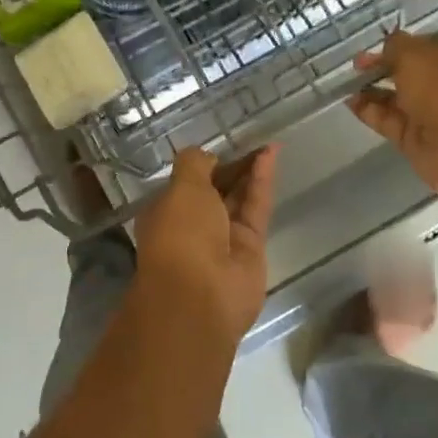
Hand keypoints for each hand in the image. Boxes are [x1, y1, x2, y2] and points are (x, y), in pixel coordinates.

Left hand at [132, 146, 279, 346]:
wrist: (200, 295)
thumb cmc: (180, 234)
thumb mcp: (181, 187)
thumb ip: (195, 164)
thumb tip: (208, 157)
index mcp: (166, 211)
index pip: (187, 183)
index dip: (204, 165)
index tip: (221, 148)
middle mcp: (193, 225)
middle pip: (216, 190)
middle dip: (232, 167)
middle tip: (252, 141)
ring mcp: (223, 238)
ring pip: (239, 198)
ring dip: (251, 171)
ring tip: (268, 145)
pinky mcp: (250, 247)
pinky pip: (256, 207)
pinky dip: (262, 182)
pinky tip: (271, 156)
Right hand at [348, 30, 437, 199]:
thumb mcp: (415, 54)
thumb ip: (394, 46)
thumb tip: (385, 48)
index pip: (423, 42)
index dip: (398, 43)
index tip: (374, 46)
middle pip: (408, 70)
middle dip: (381, 66)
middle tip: (356, 66)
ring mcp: (431, 111)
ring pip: (395, 96)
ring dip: (371, 89)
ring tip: (346, 83)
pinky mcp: (416, 137)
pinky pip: (388, 120)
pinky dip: (369, 111)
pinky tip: (349, 102)